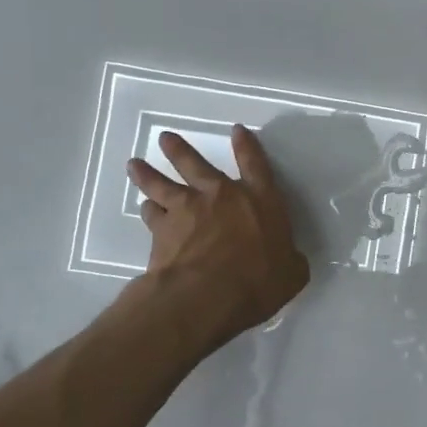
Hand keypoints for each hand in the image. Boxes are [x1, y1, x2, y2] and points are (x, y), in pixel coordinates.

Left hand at [127, 126, 309, 342]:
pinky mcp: (161, 230)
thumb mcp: (291, 274)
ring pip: (162, 184)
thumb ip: (290, 261)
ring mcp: (187, 209)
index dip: (247, 146)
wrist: (206, 295)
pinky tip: (144, 208)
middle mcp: (221, 196)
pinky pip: (151, 214)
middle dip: (180, 149)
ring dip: (148, 173)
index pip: (255, 165)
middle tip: (165, 138)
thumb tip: (291, 260)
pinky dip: (148, 210)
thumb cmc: (258, 282)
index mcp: (259, 201)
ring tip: (135, 165)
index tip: (237, 130)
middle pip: (196, 163)